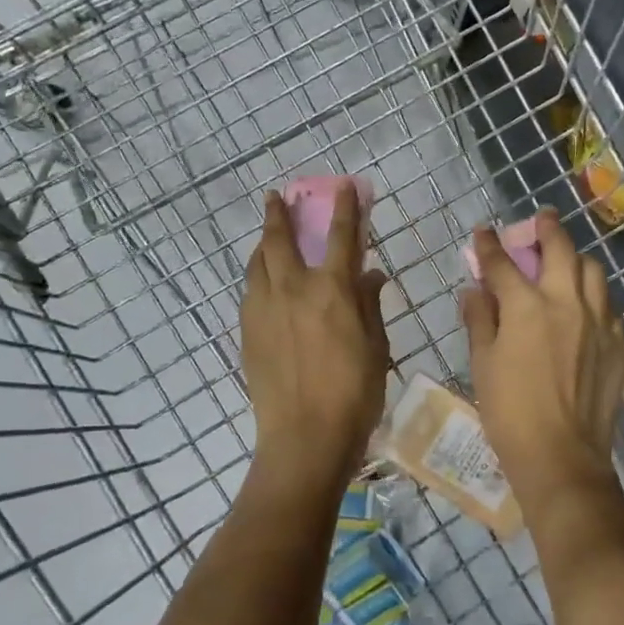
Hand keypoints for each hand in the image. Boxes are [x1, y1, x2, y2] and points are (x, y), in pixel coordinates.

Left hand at [241, 185, 389, 493]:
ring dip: (263, 243)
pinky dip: (257, 275)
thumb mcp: (376, 347)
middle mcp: (293, 290)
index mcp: (332, 291)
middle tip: (277, 197)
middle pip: (279, 240)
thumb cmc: (354, 395)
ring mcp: (263, 310)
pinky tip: (263, 282)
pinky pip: (250, 291)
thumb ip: (370, 305)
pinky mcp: (247, 333)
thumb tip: (371, 275)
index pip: (341, 236)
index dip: (345, 207)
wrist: (304, 439)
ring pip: (257, 264)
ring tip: (267, 235)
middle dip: (278, 213)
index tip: (345, 185)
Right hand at [460, 210, 623, 512]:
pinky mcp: (617, 343)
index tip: (483, 232)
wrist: (561, 456)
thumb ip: (479, 319)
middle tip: (541, 220)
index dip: (489, 245)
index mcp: (527, 306)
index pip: (503, 263)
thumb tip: (475, 290)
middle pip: (561, 248)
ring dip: (575, 259)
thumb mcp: (482, 364)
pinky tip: (583, 307)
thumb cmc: (509, 412)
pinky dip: (593, 295)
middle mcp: (567, 302)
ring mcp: (598, 321)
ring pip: (593, 271)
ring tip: (565, 264)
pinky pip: (607, 305)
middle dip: (547, 228)